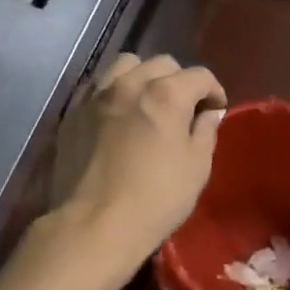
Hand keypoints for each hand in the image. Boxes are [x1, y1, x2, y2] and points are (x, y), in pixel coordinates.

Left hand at [50, 54, 226, 263]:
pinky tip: (118, 118)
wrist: (94, 225)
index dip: (214, 91)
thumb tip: (209, 114)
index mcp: (166, 94)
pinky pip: (98, 88)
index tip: (216, 110)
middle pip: (162, 64)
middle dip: (179, 81)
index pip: (199, 75)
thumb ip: (205, 132)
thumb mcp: (197, 168)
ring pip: (125, 66)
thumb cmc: (156, 199)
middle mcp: (130, 84)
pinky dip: (115, 94)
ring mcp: (96, 97)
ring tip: (147, 103)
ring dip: (143, 77)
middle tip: (183, 109)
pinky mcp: (73, 114)